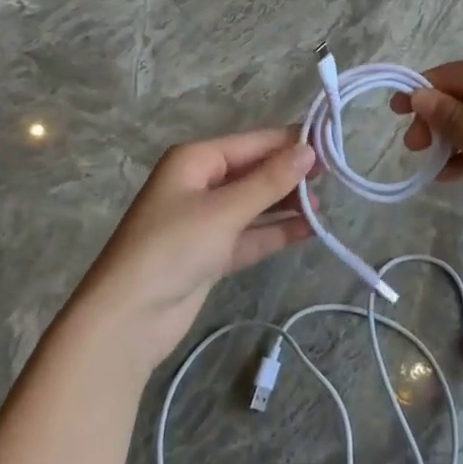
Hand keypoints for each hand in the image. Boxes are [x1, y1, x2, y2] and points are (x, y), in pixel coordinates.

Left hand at [72, 130, 315, 372]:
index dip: (290, 143)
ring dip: (286, 204)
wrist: (127, 320)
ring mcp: (206, 221)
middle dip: (290, 174)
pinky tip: (309, 230)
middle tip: (334, 177)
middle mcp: (200, 183)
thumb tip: (309, 151)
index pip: (253, 143)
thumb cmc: (172, 248)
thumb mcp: (224, 210)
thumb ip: (269, 181)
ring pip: (255, 204)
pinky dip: (276, 231)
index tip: (331, 145)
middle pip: (254, 171)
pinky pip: (251, 234)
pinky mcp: (211, 253)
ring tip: (325, 204)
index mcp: (195, 160)